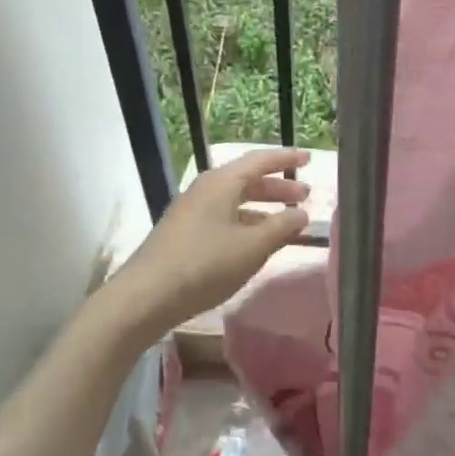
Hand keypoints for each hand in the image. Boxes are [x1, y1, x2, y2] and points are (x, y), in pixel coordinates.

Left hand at [95, 147, 311, 352]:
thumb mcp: (252, 246)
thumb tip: (302, 214)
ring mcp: (192, 211)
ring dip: (264, 209)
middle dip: (278, 187)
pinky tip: (258, 243)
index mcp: (222, 182)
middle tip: (305, 196)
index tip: (309, 158)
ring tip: (288, 223)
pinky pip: (225, 218)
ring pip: (236, 201)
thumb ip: (282, 227)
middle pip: (248, 180)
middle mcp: (206, 189)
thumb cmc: (205, 264)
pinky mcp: (185, 233)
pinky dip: (247, 224)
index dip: (287, 158)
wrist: (145, 297)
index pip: (260, 160)